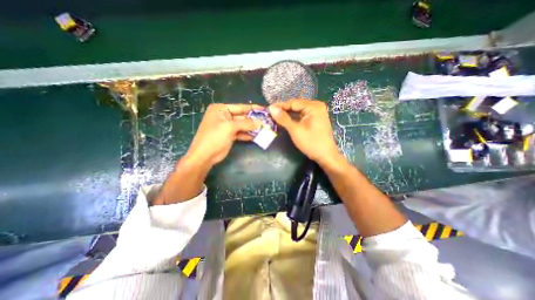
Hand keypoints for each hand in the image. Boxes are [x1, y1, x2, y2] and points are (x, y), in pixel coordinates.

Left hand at [185, 104, 262, 166]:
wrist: (205, 156)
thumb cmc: (215, 137)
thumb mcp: (230, 127)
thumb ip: (246, 123)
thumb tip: (261, 122)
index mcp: (221, 109)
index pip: (240, 107)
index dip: (253, 108)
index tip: (264, 110)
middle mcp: (224, 116)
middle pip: (242, 116)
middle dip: (253, 120)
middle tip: (266, 121)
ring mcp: (226, 126)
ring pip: (242, 125)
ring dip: (252, 128)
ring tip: (264, 129)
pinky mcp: (229, 135)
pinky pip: (240, 133)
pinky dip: (247, 134)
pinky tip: (256, 136)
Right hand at [269, 100, 339, 166]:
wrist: (326, 156)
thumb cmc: (311, 143)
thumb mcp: (295, 130)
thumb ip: (283, 118)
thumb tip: (271, 109)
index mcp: (313, 106)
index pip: (293, 102)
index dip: (280, 106)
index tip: (268, 109)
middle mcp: (316, 106)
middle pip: (296, 106)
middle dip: (283, 110)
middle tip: (271, 114)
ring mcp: (317, 113)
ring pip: (298, 111)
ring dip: (288, 115)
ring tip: (275, 117)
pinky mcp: (315, 119)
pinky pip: (302, 116)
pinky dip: (293, 119)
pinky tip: (285, 121)